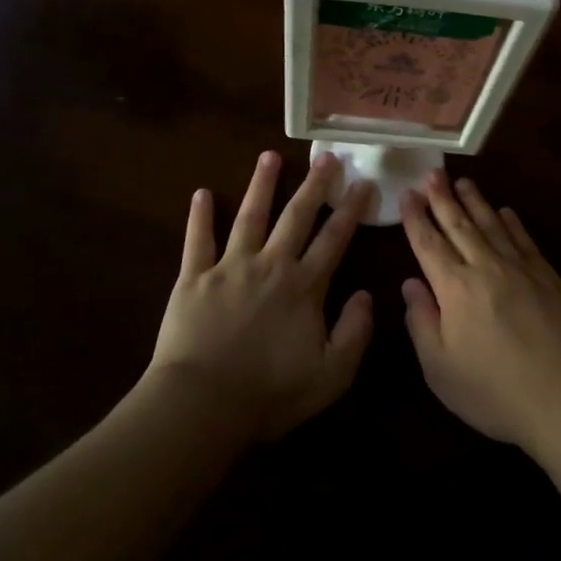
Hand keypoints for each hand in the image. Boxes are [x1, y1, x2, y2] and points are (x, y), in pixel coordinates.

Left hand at [146, 150, 373, 443]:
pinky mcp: (194, 278)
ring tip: (269, 156)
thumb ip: (354, 332)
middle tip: (326, 157)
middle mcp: (270, 265)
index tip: (363, 183)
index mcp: (304, 287)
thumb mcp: (331, 374)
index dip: (351, 210)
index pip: (334, 239)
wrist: (203, 404)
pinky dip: (200, 216)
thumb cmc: (270, 394)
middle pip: (296, 217)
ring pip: (250, 216)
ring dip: (261, 185)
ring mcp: (230, 267)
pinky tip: (201, 193)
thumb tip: (366, 294)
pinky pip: (198, 240)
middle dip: (314, 185)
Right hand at [400, 171, 560, 450]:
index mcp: (455, 289)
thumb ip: (421, 322)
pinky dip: (513, 223)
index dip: (415, 218)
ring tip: (464, 182)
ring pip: (493, 225)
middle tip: (432, 173)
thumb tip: (410, 284)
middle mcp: (486, 268)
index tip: (407, 193)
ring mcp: (522, 269)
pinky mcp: (551, 277)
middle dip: (442, 198)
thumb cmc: (496, 392)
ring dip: (476, 202)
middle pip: (459, 225)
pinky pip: (526, 240)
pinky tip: (506, 212)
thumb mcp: (441, 369)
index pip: (428, 244)